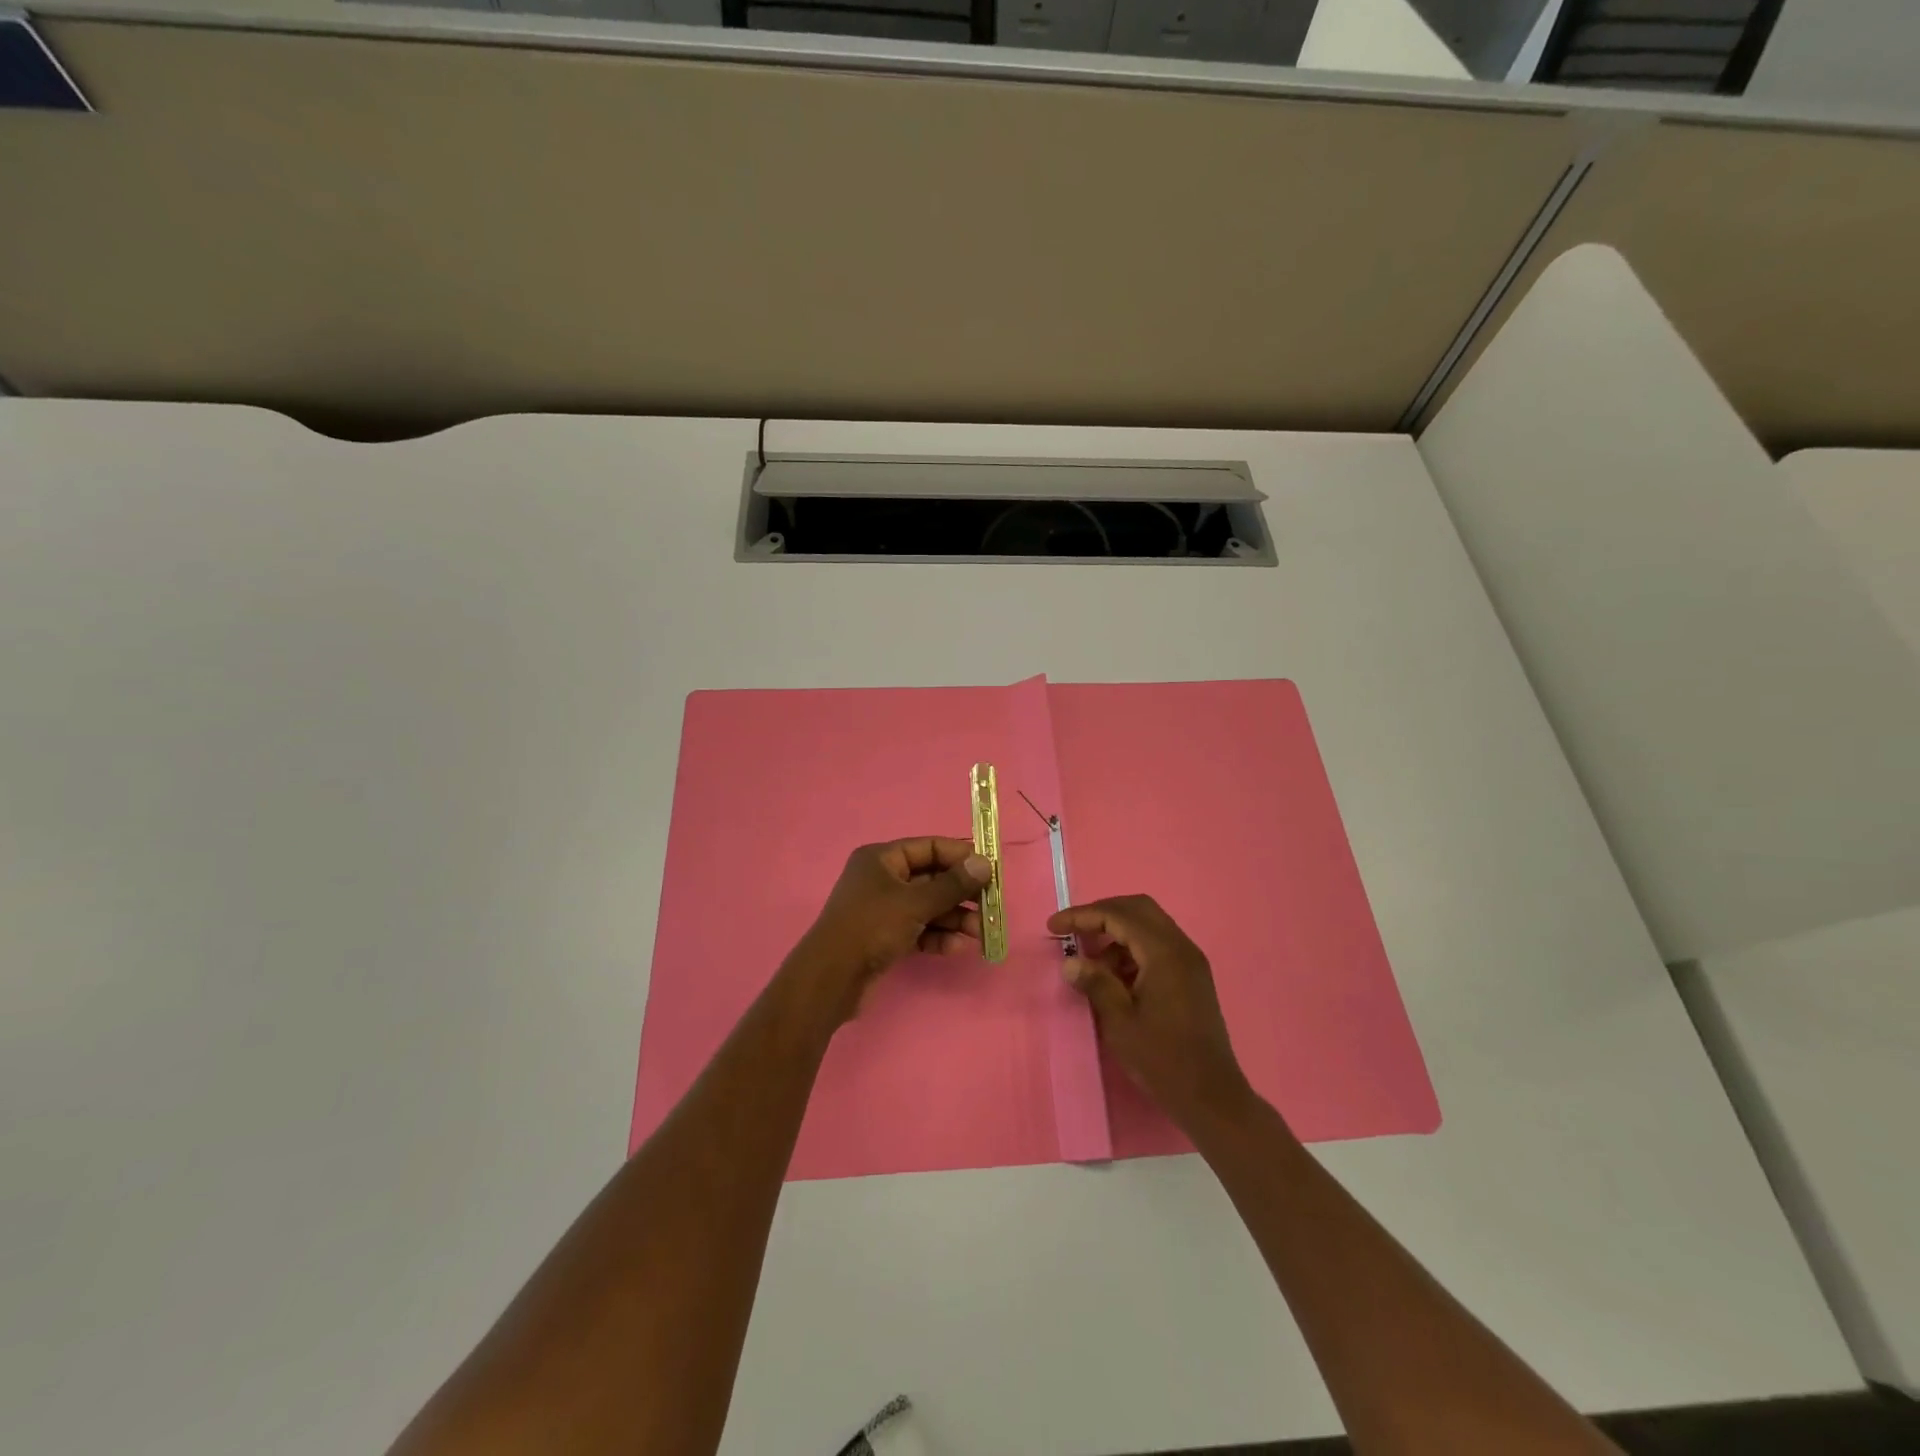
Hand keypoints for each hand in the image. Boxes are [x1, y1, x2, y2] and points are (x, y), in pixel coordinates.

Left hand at [788, 837, 991, 1023]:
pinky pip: (920, 929)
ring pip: (928, 907)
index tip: (990, 871)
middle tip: (990, 906)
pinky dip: (938, 936)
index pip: (929, 847)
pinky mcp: (886, 937)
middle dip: (961, 894)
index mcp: (882, 858)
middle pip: (932, 878)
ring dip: (954, 918)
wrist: (831, 978)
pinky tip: (957, 948)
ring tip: (980, 932)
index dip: (960, 857)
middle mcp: (883, 879)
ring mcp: (884, 909)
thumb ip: (952, 885)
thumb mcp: (914, 902)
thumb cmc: (871, 927)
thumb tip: (985, 863)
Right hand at [1047, 894, 1253, 1131]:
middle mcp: (1181, 947)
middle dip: (1102, 914)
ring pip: (1149, 926)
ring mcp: (1190, 961)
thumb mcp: (1120, 1022)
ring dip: (1117, 933)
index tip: (1054, 926)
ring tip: (1090, 963)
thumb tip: (1070, 962)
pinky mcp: (1192, 977)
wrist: (1211, 1097)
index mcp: (1164, 953)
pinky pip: (1158, 946)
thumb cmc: (1163, 1059)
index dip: (1083, 916)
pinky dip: (1133, 949)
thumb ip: (1096, 983)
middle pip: (1137, 908)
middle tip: (1073, 931)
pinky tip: (1115, 977)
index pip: (1118, 915)